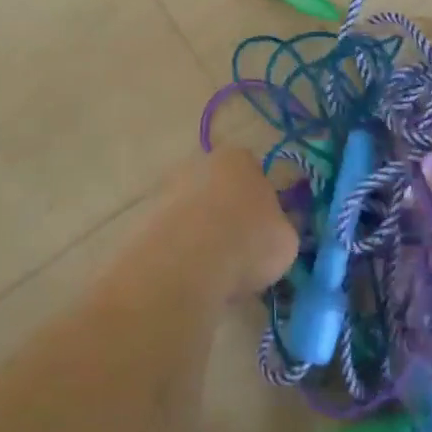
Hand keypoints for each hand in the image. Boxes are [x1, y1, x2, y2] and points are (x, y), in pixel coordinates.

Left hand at [145, 148, 298, 297]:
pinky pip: (173, 231)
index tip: (265, 230)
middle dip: (228, 212)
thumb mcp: (286, 240)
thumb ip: (281, 229)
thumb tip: (274, 233)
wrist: (188, 262)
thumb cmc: (248, 241)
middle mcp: (202, 162)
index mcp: (240, 158)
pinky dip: (181, 248)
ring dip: (202, 230)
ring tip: (215, 268)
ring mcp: (169, 186)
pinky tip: (191, 273)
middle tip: (240, 249)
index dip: (262, 201)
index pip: (255, 172)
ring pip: (195, 209)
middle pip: (221, 187)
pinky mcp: (146, 216)